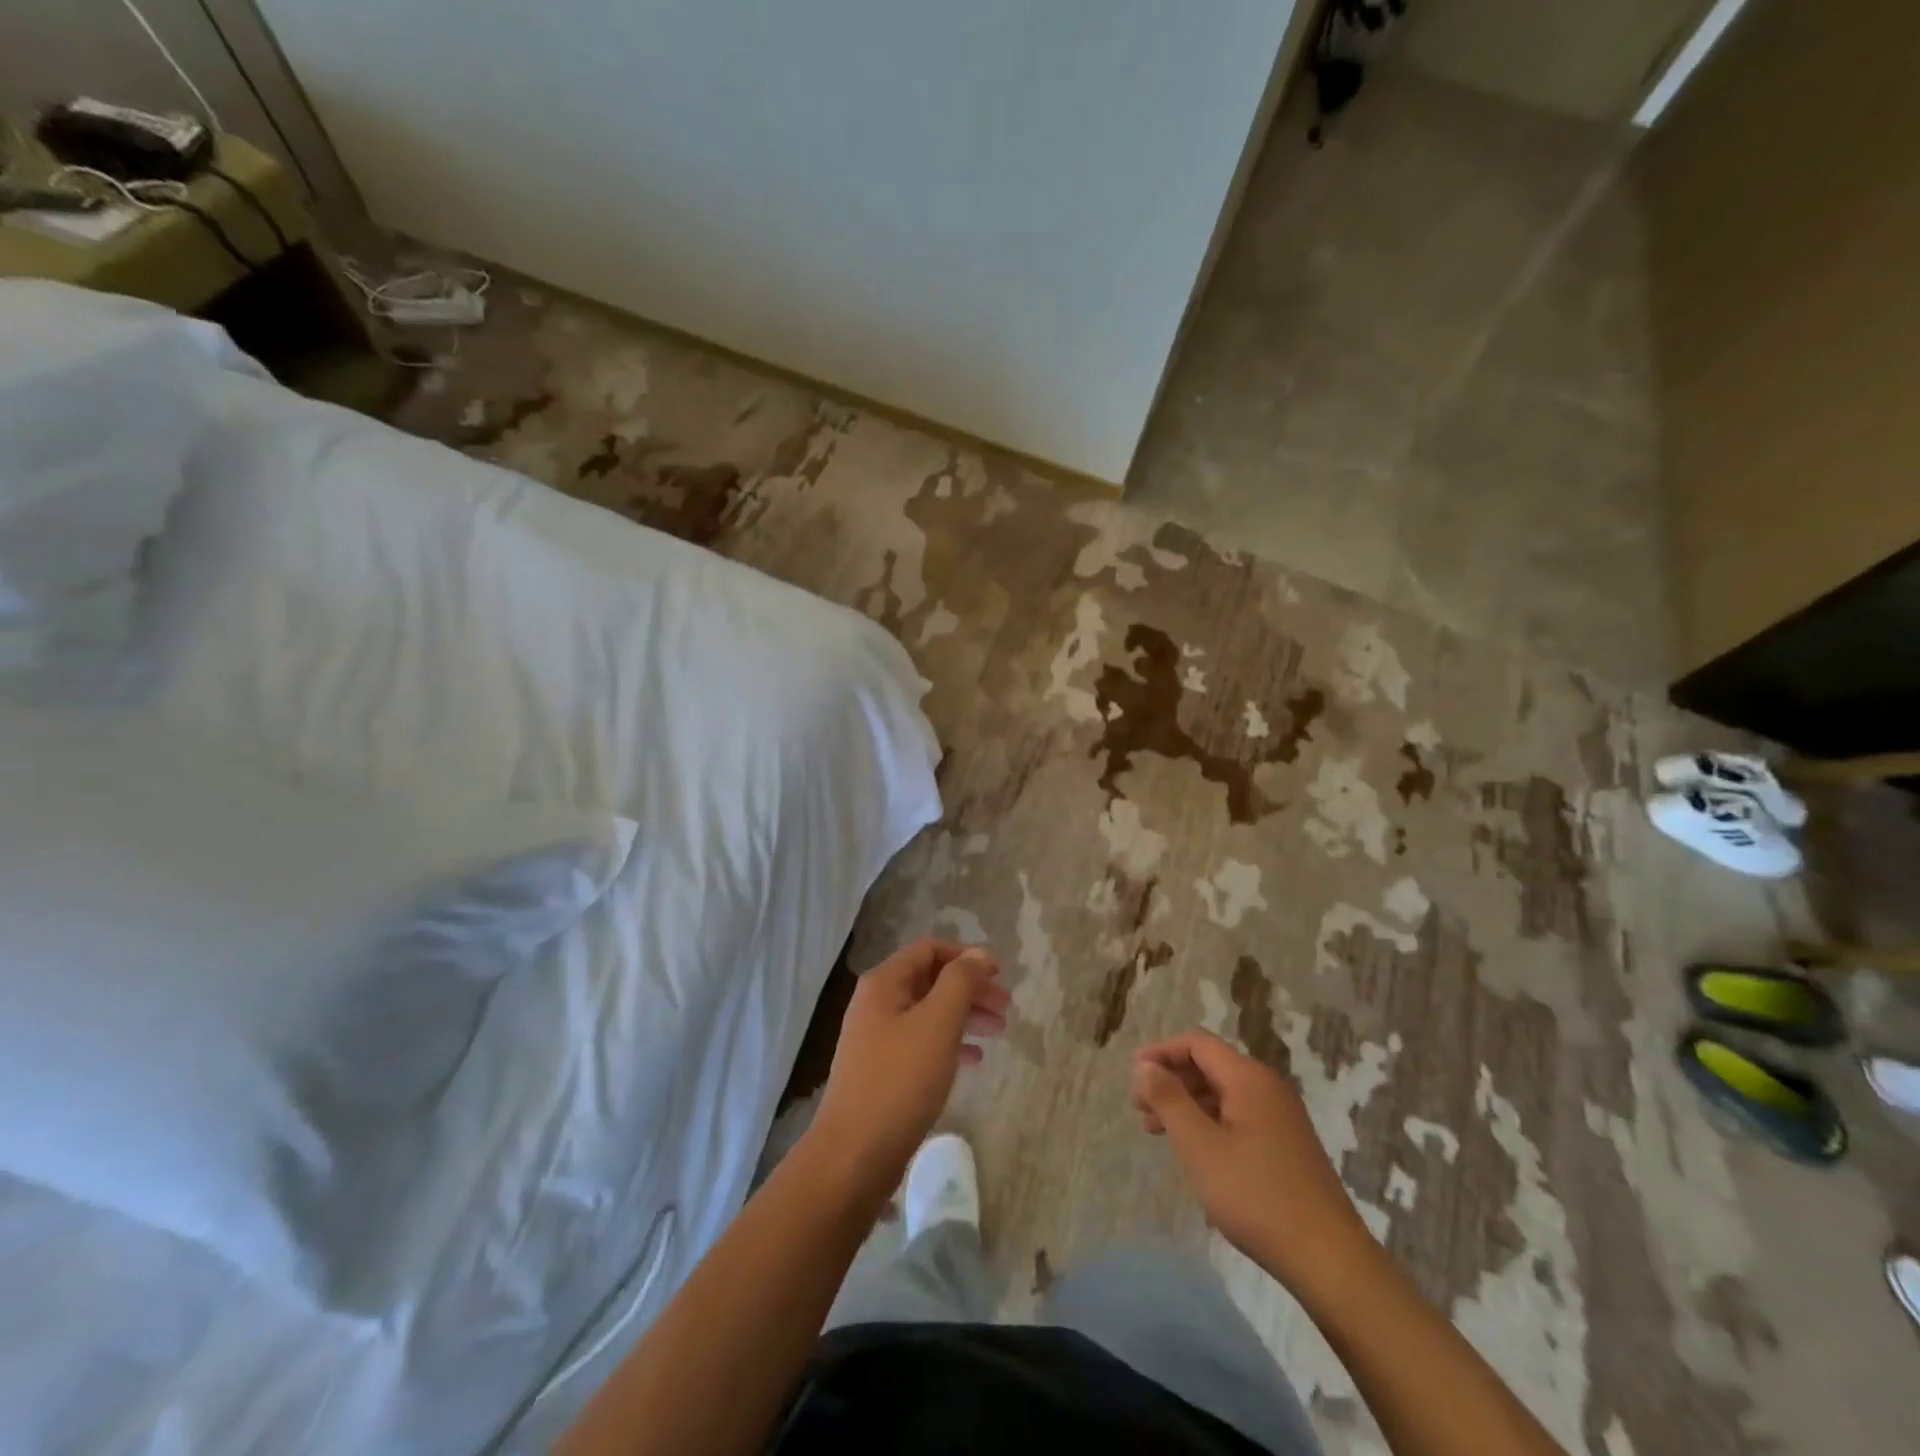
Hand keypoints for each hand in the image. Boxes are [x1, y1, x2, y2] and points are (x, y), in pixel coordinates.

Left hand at [813, 938, 1007, 1188]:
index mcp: (884, 983)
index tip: (999, 975)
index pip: (929, 949)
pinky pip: (922, 1043)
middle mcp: (877, 1003)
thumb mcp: (938, 1023)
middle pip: (931, 980)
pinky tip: (974, 1060)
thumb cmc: (900, 1080)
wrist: (854, 1155)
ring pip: (929, 1013)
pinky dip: (950, 1044)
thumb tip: (979, 954)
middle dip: (970, 989)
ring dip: (964, 1016)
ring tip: (998, 1032)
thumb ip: (961, 981)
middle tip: (1006, 1008)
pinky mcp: (882, 1071)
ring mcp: (877, 1038)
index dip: (966, 956)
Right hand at [1131, 1029, 1370, 1292]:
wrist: (1330, 1260)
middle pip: (1210, 1065)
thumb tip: (1144, 1066)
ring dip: (1188, 1104)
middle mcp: (1267, 1087)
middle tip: (1140, 1110)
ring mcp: (1281, 1117)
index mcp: (1248, 1078)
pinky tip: (1196, 1152)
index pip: (1196, 1043)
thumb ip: (1168, 1100)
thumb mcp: (1200, 1147)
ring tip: (1159, 1132)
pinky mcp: (1287, 1144)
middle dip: (1171, 1080)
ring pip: (1223, 1093)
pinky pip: (1239, 1116)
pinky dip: (1209, 1122)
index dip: (1161, 1052)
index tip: (1133, 1076)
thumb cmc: (1256, 1197)